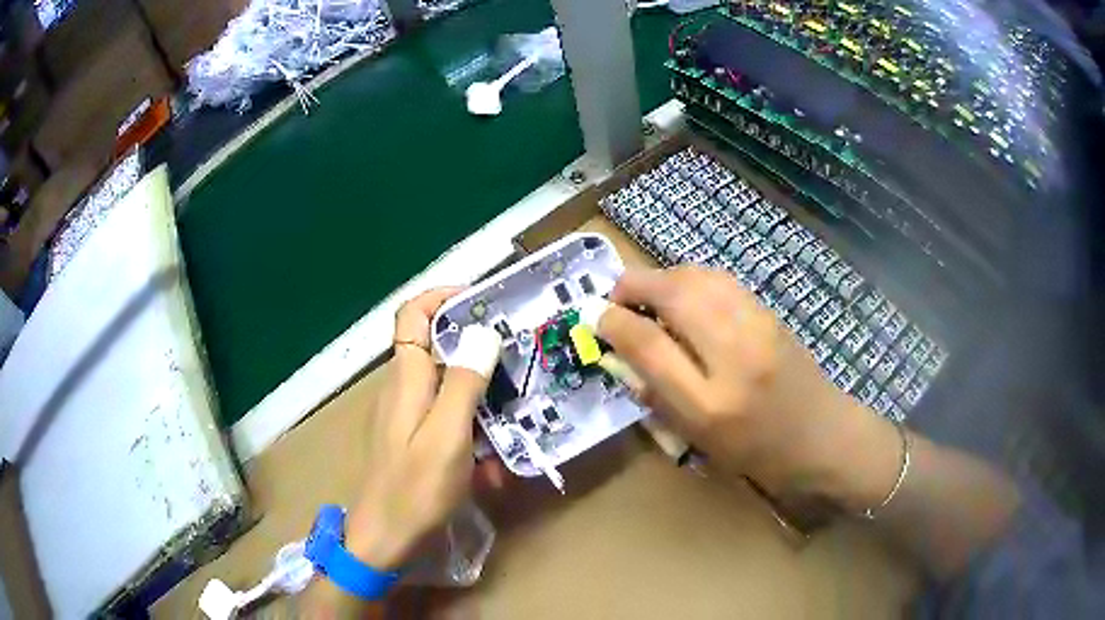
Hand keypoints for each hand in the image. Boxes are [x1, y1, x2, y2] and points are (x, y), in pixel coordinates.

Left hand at [344, 287, 501, 569]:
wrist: (385, 540)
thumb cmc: (415, 489)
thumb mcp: (447, 435)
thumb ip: (464, 383)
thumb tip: (483, 331)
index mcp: (407, 378)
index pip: (413, 314)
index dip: (443, 297)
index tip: (485, 303)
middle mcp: (403, 389)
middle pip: (437, 350)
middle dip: (477, 354)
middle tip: (517, 363)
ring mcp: (407, 417)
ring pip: (448, 390)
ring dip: (481, 404)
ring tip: (513, 424)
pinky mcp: (413, 441)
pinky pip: (446, 422)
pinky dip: (471, 434)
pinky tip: (492, 469)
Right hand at [592, 267, 900, 506]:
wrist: (823, 436)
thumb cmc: (757, 452)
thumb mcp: (699, 440)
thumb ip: (656, 395)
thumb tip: (621, 354)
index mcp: (710, 403)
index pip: (649, 345)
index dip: (613, 322)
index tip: (595, 318)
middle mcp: (734, 354)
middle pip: (673, 293)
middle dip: (632, 286)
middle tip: (615, 299)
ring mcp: (757, 325)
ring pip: (696, 276)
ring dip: (661, 278)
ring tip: (646, 297)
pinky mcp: (768, 311)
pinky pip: (719, 279)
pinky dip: (690, 279)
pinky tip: (684, 296)